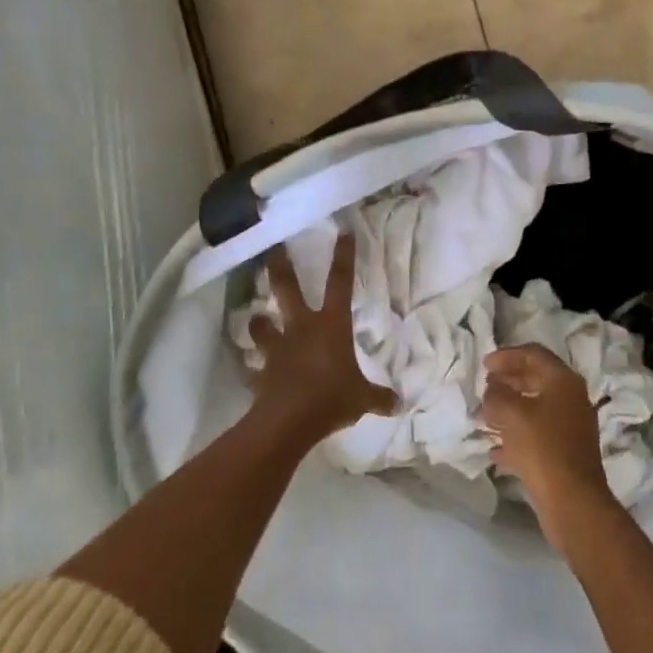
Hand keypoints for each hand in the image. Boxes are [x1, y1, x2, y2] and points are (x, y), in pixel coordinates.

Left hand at [246, 232, 395, 447]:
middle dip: (280, 265)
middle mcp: (301, 327)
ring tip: (259, 319)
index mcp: (331, 325)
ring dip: (260, 321)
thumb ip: (379, 397)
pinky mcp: (261, 371)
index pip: (341, 282)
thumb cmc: (331, 398)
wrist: (288, 421)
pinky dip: (255, 367)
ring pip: (262, 324)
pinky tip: (254, 372)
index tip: (343, 231)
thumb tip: (399, 403)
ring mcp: (278, 347)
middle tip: (273, 247)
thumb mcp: (362, 398)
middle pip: (287, 287)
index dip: (344, 256)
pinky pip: (255, 365)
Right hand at [481, 344, 617, 553]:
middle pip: (536, 379)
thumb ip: (497, 394)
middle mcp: (571, 399)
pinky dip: (516, 436)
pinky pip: (537, 435)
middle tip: (485, 387)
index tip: (484, 365)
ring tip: (485, 416)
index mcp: (563, 381)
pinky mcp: (565, 453)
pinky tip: (495, 450)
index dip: (506, 355)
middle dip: (508, 381)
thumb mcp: (511, 413)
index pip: (533, 354)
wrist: (573, 502)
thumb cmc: (542, 448)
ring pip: (535, 408)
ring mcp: (571, 427)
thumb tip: (493, 389)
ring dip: (510, 409)